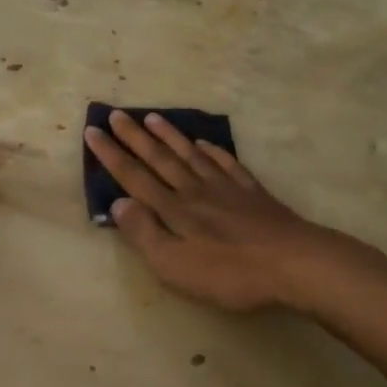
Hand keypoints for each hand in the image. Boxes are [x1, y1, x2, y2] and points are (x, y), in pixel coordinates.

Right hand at [84, 110, 353, 312]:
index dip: (112, 155)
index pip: (135, 177)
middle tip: (116, 114)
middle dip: (134, 137)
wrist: (293, 263)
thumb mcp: (175, 265)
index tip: (93, 131)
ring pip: (191, 155)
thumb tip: (119, 202)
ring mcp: (226, 189)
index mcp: (173, 209)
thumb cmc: (229, 272)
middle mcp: (195, 191)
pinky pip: (227, 164)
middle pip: (160, 159)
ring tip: (152, 117)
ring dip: (170, 136)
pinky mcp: (253, 194)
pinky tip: (205, 143)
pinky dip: (213, 151)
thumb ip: (145, 233)